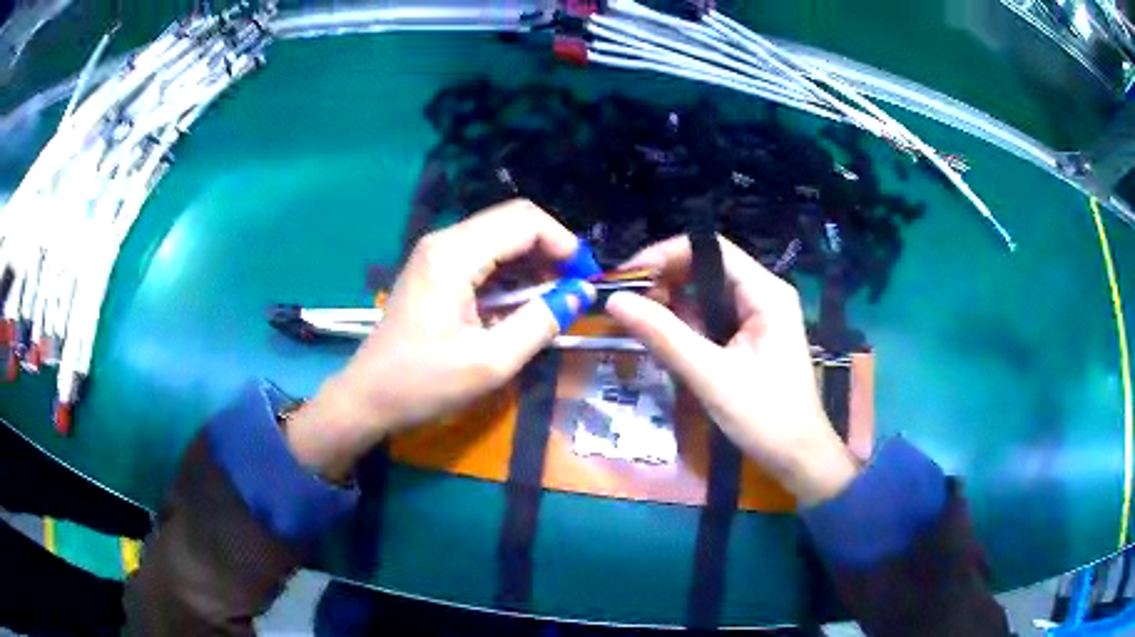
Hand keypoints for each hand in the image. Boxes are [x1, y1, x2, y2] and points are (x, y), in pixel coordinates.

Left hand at [286, 200, 594, 480]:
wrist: (369, 396)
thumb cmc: (425, 383)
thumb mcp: (491, 362)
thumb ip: (540, 323)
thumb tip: (579, 294)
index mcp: (455, 255)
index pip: (525, 222)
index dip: (564, 243)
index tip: (586, 278)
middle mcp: (445, 240)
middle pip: (513, 220)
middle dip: (551, 249)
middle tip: (574, 288)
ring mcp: (436, 252)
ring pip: (500, 235)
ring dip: (533, 260)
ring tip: (554, 298)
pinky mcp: (434, 268)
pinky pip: (483, 253)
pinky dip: (511, 271)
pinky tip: (522, 301)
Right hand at [605, 235, 857, 505]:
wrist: (798, 458)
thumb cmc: (765, 417)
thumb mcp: (710, 376)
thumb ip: (664, 336)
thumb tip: (614, 301)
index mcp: (765, 293)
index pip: (710, 249)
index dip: (665, 255)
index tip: (628, 278)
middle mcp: (763, 295)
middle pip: (706, 268)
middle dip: (665, 283)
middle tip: (628, 308)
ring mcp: (758, 316)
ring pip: (706, 294)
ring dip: (673, 307)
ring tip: (640, 328)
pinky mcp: (751, 337)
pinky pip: (712, 318)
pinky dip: (686, 327)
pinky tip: (666, 344)